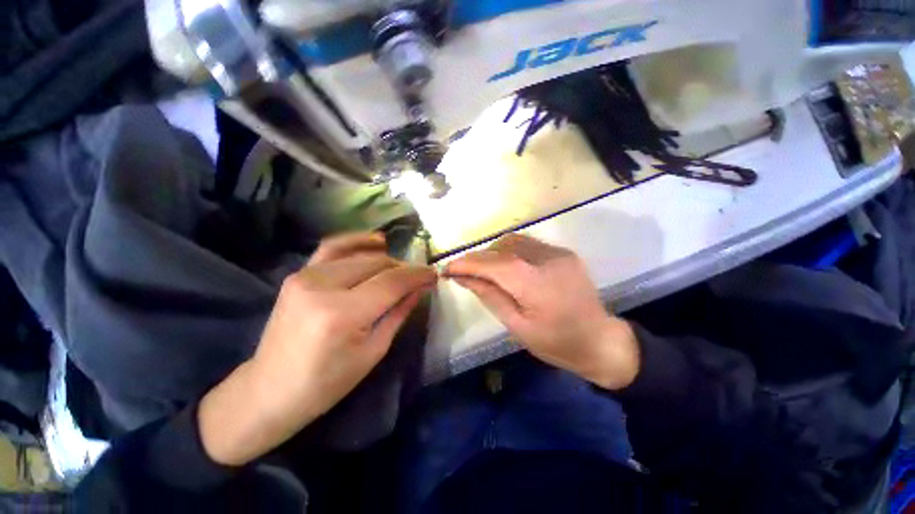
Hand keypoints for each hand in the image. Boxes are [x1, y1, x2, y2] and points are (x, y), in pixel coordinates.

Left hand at [199, 233, 435, 465]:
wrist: (270, 390)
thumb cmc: (327, 382)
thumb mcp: (374, 351)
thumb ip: (400, 312)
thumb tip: (421, 287)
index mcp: (342, 314)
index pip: (392, 282)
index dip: (417, 275)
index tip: (434, 275)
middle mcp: (322, 287)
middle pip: (377, 264)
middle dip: (404, 269)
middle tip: (420, 278)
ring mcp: (306, 276)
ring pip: (361, 255)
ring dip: (387, 259)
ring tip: (401, 269)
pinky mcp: (299, 274)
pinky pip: (333, 247)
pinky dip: (357, 241)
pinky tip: (376, 242)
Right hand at [444, 233, 638, 390]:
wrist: (600, 339)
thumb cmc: (556, 342)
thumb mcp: (517, 326)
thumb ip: (489, 296)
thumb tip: (463, 277)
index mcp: (538, 285)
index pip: (496, 264)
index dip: (469, 263)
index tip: (448, 268)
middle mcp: (549, 261)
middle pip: (503, 247)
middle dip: (479, 257)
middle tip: (465, 272)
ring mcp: (559, 253)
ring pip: (514, 241)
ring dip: (494, 252)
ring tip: (484, 269)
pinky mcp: (563, 252)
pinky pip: (528, 244)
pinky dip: (510, 251)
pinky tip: (507, 267)